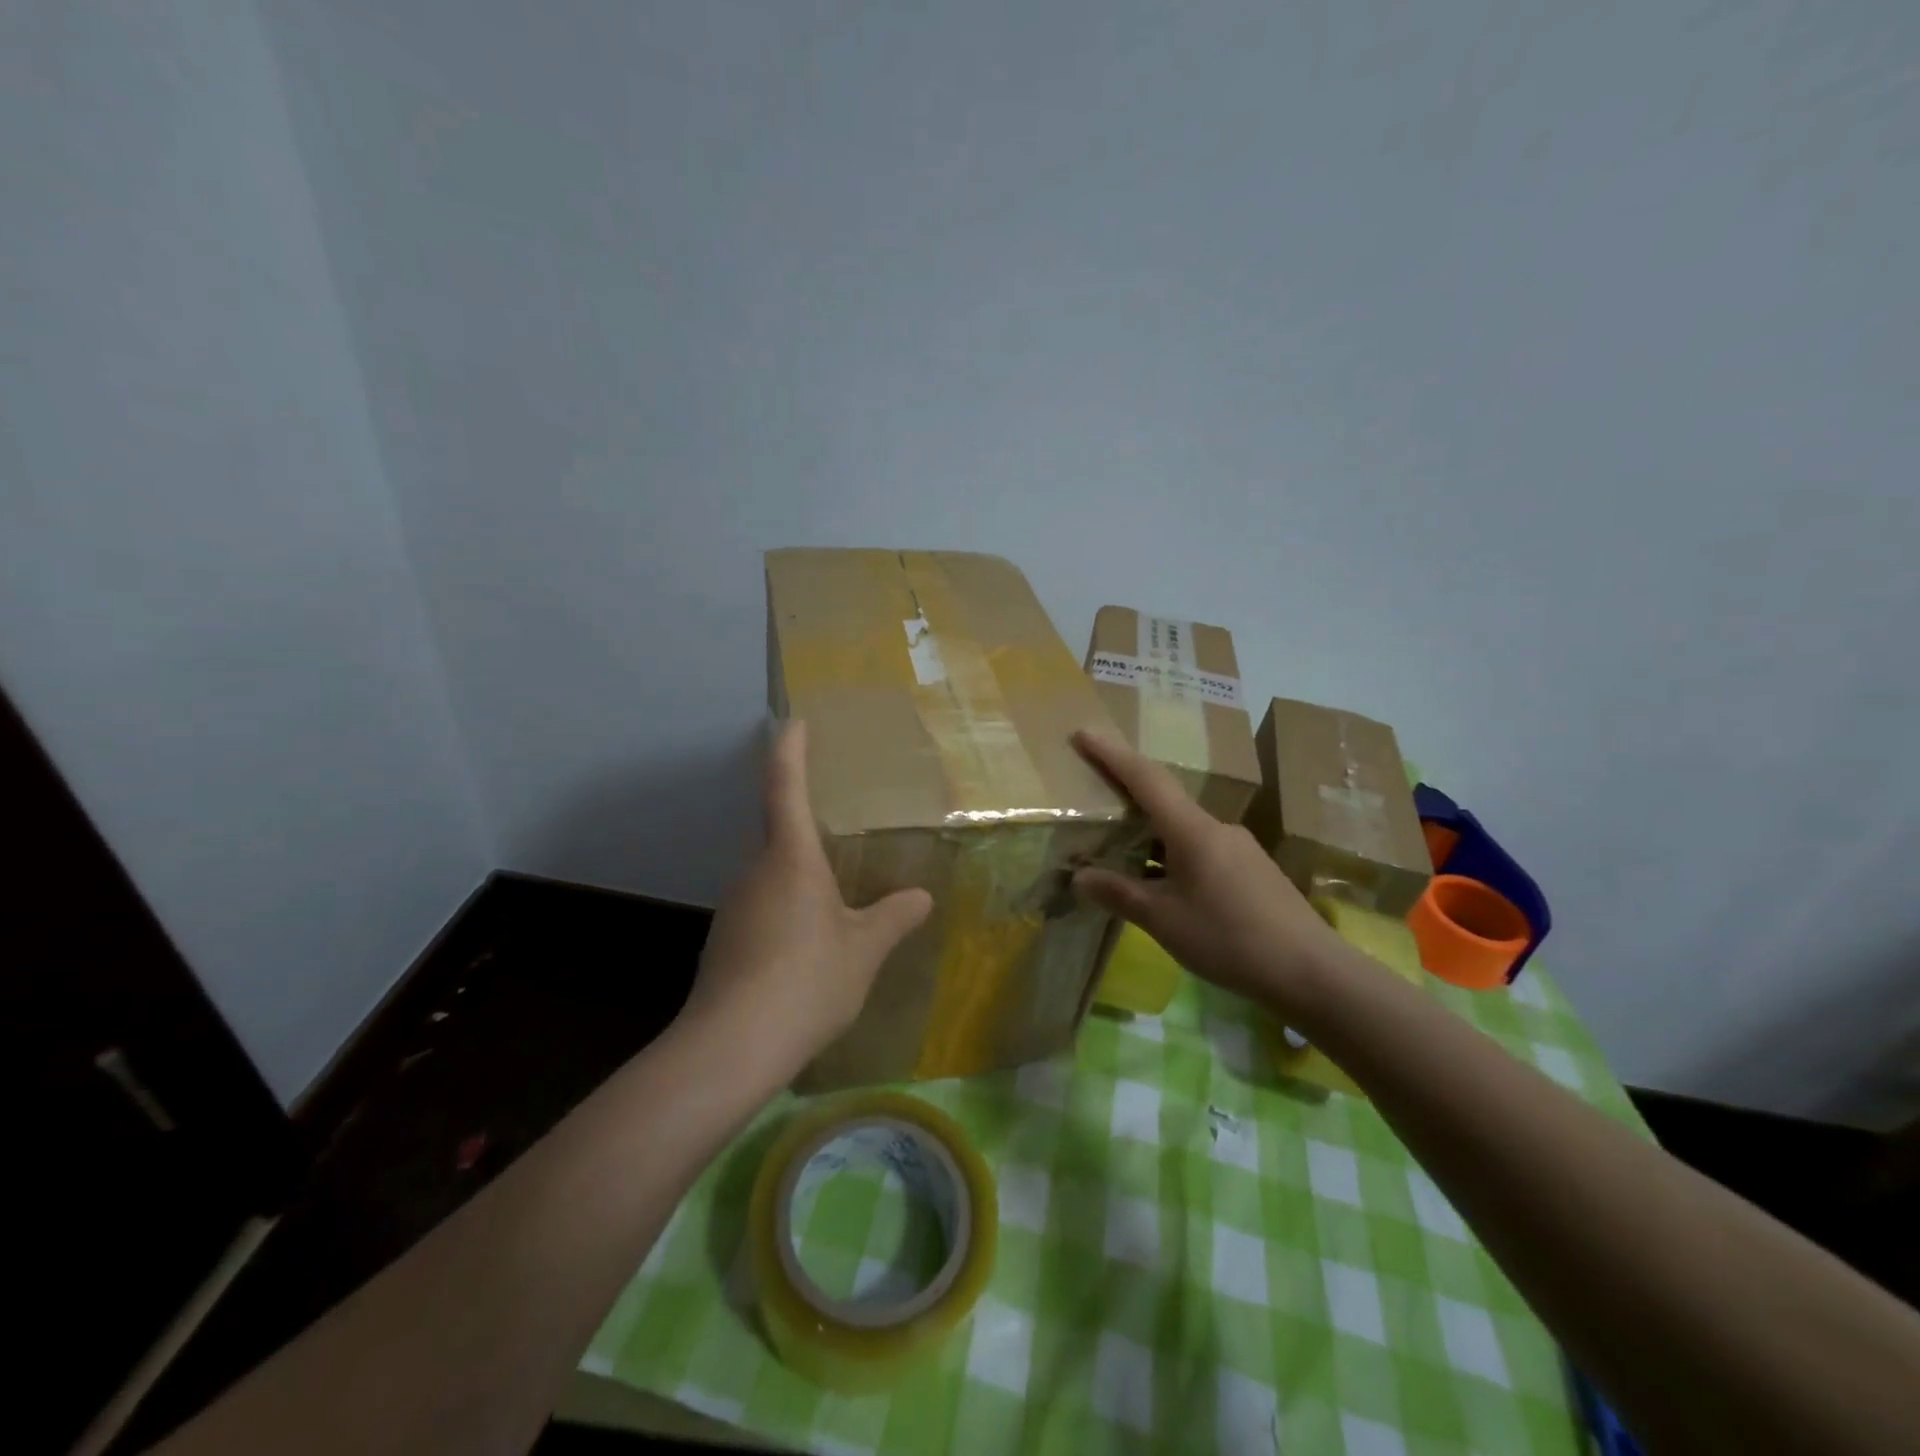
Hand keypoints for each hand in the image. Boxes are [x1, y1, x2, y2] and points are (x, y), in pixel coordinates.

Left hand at [680, 720, 932, 1080]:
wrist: (731, 1047)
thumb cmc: (806, 981)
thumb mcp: (863, 950)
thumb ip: (893, 917)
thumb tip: (921, 896)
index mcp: (790, 858)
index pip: (786, 786)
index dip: (790, 749)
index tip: (794, 721)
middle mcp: (755, 871)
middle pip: (778, 831)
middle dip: (805, 822)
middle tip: (841, 827)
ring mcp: (734, 905)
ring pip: (771, 873)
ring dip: (799, 873)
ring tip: (835, 892)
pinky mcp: (726, 939)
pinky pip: (762, 905)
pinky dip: (787, 907)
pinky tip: (809, 941)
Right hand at [1070, 730, 1350, 1019]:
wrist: (1313, 972)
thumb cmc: (1230, 939)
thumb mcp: (1164, 920)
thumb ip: (1120, 894)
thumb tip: (1080, 876)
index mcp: (1193, 830)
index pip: (1145, 778)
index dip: (1112, 754)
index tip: (1083, 733)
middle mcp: (1217, 828)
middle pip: (1164, 799)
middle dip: (1127, 794)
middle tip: (1093, 796)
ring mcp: (1239, 848)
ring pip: (1182, 829)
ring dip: (1149, 832)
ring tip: (1119, 850)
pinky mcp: (1252, 870)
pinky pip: (1200, 849)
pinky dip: (1171, 854)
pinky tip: (1162, 883)